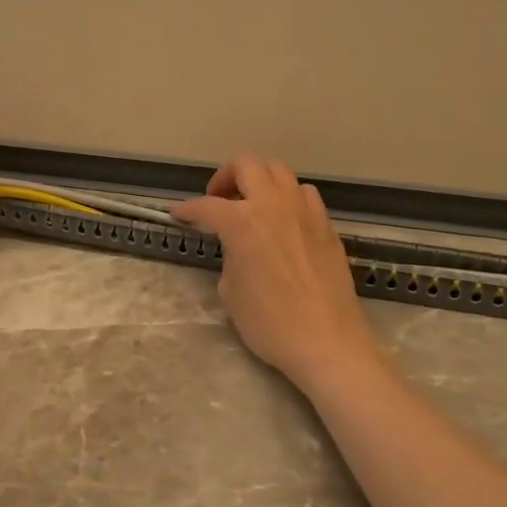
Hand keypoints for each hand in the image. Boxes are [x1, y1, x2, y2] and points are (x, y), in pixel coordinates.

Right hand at [172, 156, 379, 391]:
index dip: (188, 210)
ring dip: (260, 182)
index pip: (207, 206)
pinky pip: (305, 195)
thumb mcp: (230, 293)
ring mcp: (305, 212)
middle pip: (247, 165)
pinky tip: (284, 221)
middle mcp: (273, 205)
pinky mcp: (327, 226)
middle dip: (226, 176)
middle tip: (218, 199)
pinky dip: (288, 198)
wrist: (326, 341)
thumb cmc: (270, 323)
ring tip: (253, 206)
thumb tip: (239, 250)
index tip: (179, 215)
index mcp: (242, 223)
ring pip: (280, 172)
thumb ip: (230, 259)